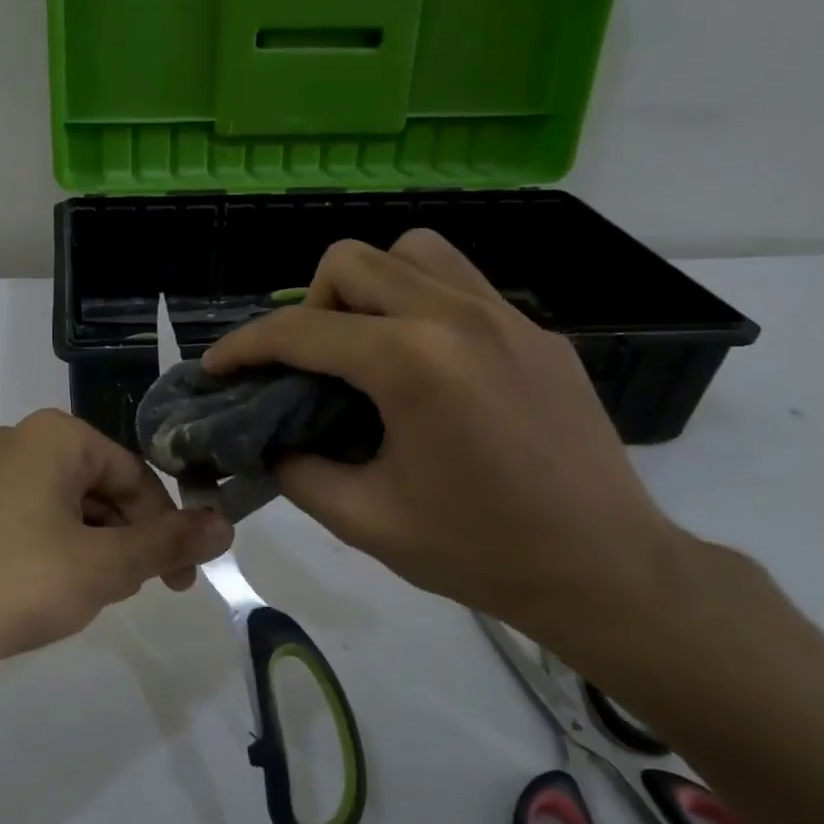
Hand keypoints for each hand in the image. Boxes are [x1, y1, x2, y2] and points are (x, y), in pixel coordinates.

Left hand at [0, 409, 232, 687]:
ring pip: (62, 507)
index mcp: (55, 436)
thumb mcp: (105, 566)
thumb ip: (169, 543)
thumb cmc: (16, 583)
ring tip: (83, 598)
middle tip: (130, 592)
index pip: (135, 475)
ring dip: (89, 549)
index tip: (180, 579)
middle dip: (124, 540)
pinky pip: (24, 520)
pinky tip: (40, 593)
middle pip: (98, 488)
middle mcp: (16, 440)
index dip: (165, 528)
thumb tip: (226, 524)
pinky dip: (49, 552)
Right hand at [203, 231, 692, 645]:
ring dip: (369, 287)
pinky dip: (418, 302)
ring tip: (365, 346)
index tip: (217, 367)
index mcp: (412, 364)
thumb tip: (268, 440)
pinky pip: (459, 282)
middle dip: (308, 306)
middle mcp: (457, 317)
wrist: (606, 570)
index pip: (302, 331)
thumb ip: (297, 470)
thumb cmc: (479, 551)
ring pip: (411, 253)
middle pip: (351, 262)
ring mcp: (506, 316)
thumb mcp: (364, 520)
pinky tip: (422, 364)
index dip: (245, 347)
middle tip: (307, 364)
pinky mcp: (536, 330)